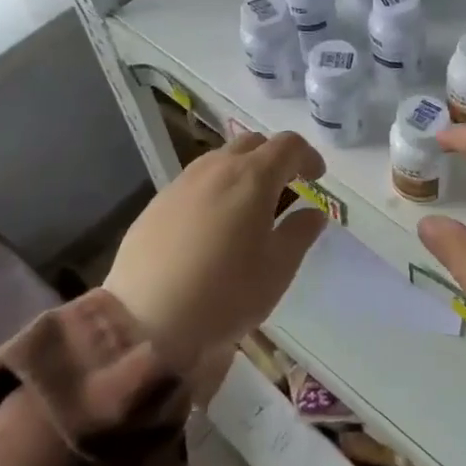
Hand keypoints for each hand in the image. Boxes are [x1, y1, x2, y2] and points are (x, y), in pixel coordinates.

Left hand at [104, 132, 329, 382]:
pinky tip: (213, 228)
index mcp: (252, 178)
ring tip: (249, 210)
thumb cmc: (228, 293)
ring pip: (219, 161)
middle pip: (252, 144)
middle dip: (274, 159)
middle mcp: (215, 169)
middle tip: (286, 190)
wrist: (148, 321)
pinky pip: (194, 184)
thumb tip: (312, 212)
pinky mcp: (155, 205)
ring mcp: (180, 184)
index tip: (317, 179)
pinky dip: (214, 191)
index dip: (308, 157)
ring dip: (242, 173)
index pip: (288, 145)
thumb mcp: (278, 268)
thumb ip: (300, 232)